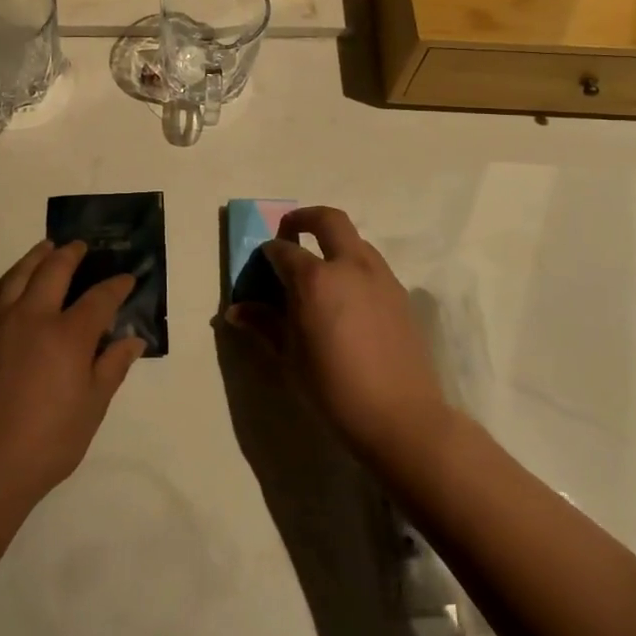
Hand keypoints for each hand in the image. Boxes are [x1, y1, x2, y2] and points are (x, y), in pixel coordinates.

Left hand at [0, 240, 145, 506]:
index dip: (116, 285)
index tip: (127, 278)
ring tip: (46, 248)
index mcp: (66, 335)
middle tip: (81, 246)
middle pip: (54, 270)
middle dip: (72, 254)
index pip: (99, 298)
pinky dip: (6, 282)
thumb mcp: (90, 412)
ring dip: (36, 257)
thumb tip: (132, 339)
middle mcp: (30, 316)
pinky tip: (9, 284)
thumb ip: (111, 368)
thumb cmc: (42, 446)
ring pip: (17, 275)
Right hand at [227, 207, 451, 468]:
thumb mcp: (289, 357)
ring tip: (320, 270)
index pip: (282, 249)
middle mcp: (349, 265)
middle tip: (290, 232)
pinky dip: (353, 266)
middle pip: (328, 220)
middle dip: (304, 218)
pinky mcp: (400, 294)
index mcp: (315, 278)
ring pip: (355, 240)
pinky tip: (347, 298)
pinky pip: (372, 265)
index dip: (268, 253)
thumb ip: (264, 324)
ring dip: (333, 242)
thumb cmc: (333, 388)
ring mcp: (380, 277)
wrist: (400, 417)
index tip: (260, 265)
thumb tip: (235, 311)